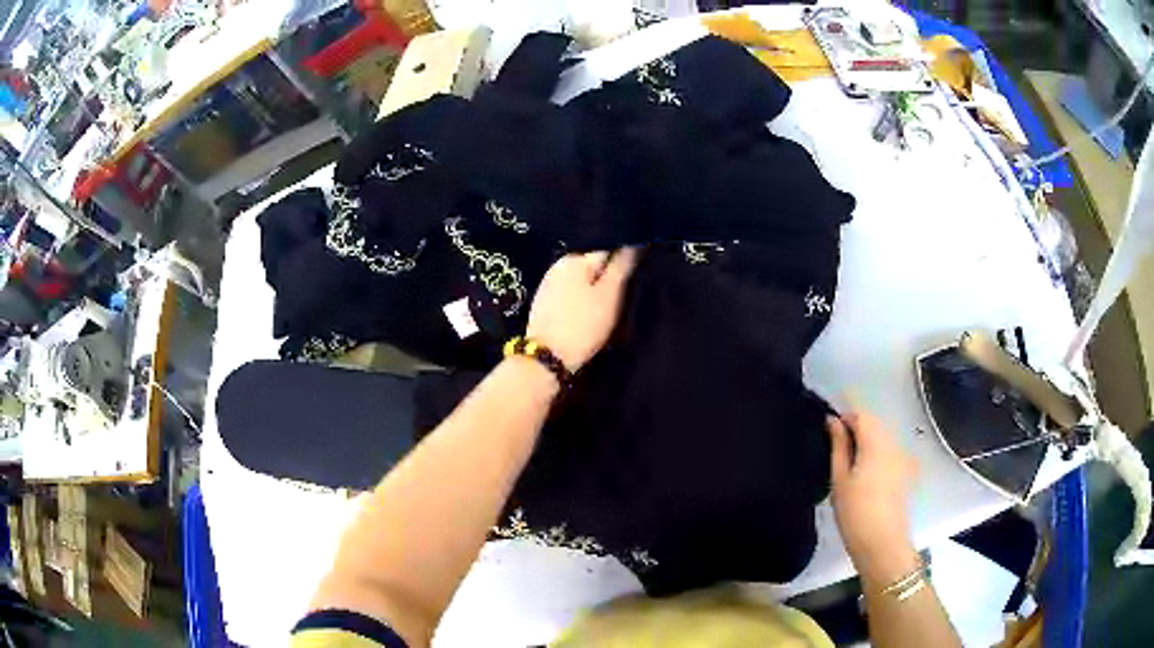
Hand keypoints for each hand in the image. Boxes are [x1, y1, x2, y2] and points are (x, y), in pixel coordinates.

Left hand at [526, 248, 637, 371]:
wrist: (546, 358)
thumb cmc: (583, 325)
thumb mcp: (609, 295)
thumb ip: (621, 266)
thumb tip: (632, 243)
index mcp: (575, 258)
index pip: (607, 247)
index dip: (624, 257)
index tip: (635, 272)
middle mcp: (559, 264)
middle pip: (592, 263)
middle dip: (608, 273)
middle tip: (625, 292)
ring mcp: (548, 283)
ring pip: (581, 278)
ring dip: (594, 286)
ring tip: (609, 303)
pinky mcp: (544, 302)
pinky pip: (569, 291)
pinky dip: (581, 297)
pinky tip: (587, 311)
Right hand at [828, 409, 920, 586]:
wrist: (882, 543)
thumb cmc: (855, 512)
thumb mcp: (839, 479)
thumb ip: (838, 446)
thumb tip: (833, 420)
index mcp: (875, 441)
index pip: (860, 414)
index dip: (844, 415)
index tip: (828, 427)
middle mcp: (893, 442)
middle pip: (874, 422)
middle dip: (856, 425)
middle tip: (834, 443)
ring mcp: (902, 456)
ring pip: (883, 435)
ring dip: (867, 438)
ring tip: (848, 457)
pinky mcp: (906, 469)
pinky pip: (890, 449)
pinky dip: (876, 450)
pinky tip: (865, 470)